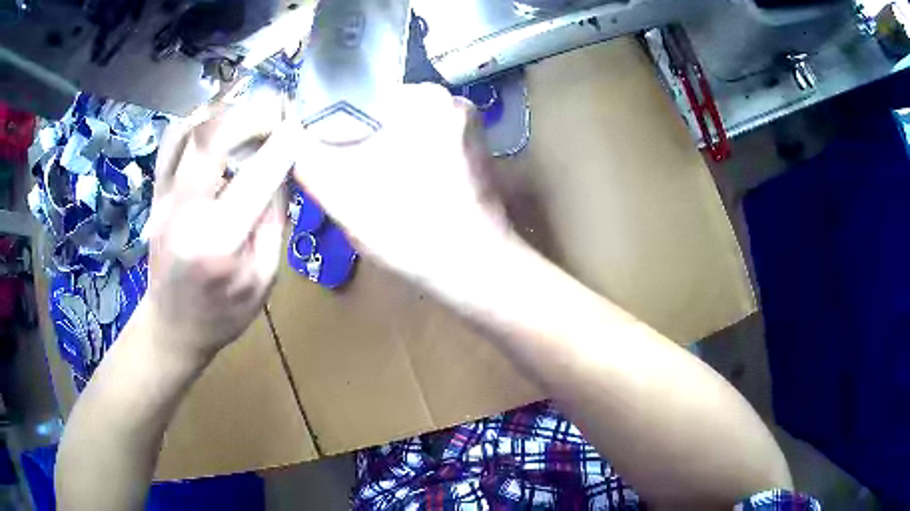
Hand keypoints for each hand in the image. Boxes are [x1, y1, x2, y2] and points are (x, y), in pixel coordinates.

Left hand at [144, 92, 296, 362]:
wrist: (173, 326)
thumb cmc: (223, 313)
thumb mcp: (264, 277)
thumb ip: (275, 219)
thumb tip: (286, 166)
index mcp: (218, 241)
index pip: (256, 175)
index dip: (283, 143)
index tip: (299, 127)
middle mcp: (184, 211)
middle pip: (213, 136)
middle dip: (252, 114)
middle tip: (276, 113)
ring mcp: (163, 199)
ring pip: (188, 129)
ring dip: (223, 111)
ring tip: (249, 113)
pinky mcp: (155, 194)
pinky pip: (172, 141)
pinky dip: (197, 121)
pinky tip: (217, 123)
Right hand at [291, 84, 510, 289]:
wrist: (473, 269)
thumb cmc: (405, 226)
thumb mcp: (338, 189)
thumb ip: (305, 153)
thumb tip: (290, 130)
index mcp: (422, 97)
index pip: (358, 96)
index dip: (335, 126)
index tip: (329, 156)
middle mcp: (451, 100)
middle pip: (383, 113)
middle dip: (361, 142)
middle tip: (352, 179)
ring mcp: (469, 125)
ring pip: (405, 131)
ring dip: (385, 154)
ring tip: (379, 190)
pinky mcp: (477, 151)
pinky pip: (428, 145)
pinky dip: (410, 163)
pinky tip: (406, 193)